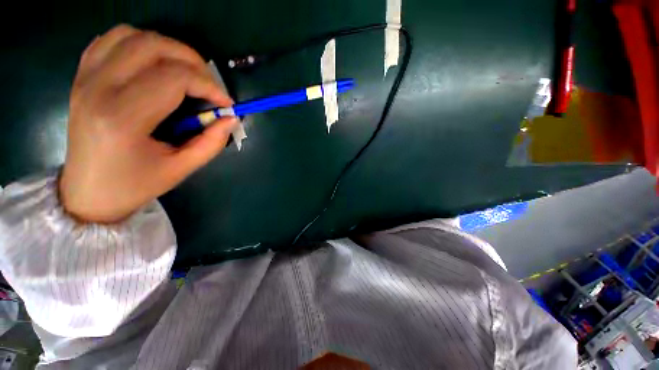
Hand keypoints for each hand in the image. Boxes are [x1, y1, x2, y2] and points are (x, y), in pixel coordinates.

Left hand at [60, 25, 237, 222]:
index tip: (226, 104)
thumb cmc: (136, 185)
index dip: (209, 86)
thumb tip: (231, 118)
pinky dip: (138, 43)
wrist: (88, 192)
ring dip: (165, 48)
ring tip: (184, 72)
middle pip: (153, 46)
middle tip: (209, 84)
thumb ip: (212, 142)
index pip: (174, 78)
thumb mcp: (182, 168)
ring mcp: (85, 78)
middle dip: (192, 60)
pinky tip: (153, 64)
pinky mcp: (81, 77)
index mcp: (123, 118)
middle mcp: (98, 88)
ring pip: (130, 35)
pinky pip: (110, 40)